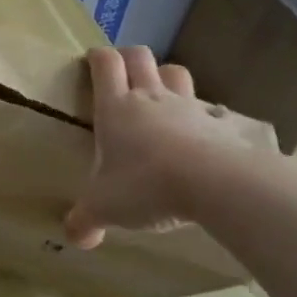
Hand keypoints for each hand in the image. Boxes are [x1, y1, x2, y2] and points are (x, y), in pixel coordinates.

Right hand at [64, 45, 277, 247]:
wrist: (214, 184)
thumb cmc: (145, 185)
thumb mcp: (104, 208)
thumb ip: (85, 221)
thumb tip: (74, 239)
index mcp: (115, 108)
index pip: (105, 64)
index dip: (97, 57)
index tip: (91, 61)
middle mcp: (150, 98)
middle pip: (140, 57)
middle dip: (129, 58)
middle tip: (122, 72)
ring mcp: (189, 108)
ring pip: (176, 73)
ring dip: (166, 77)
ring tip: (160, 95)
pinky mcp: (221, 124)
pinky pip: (212, 111)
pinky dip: (205, 116)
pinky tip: (202, 135)